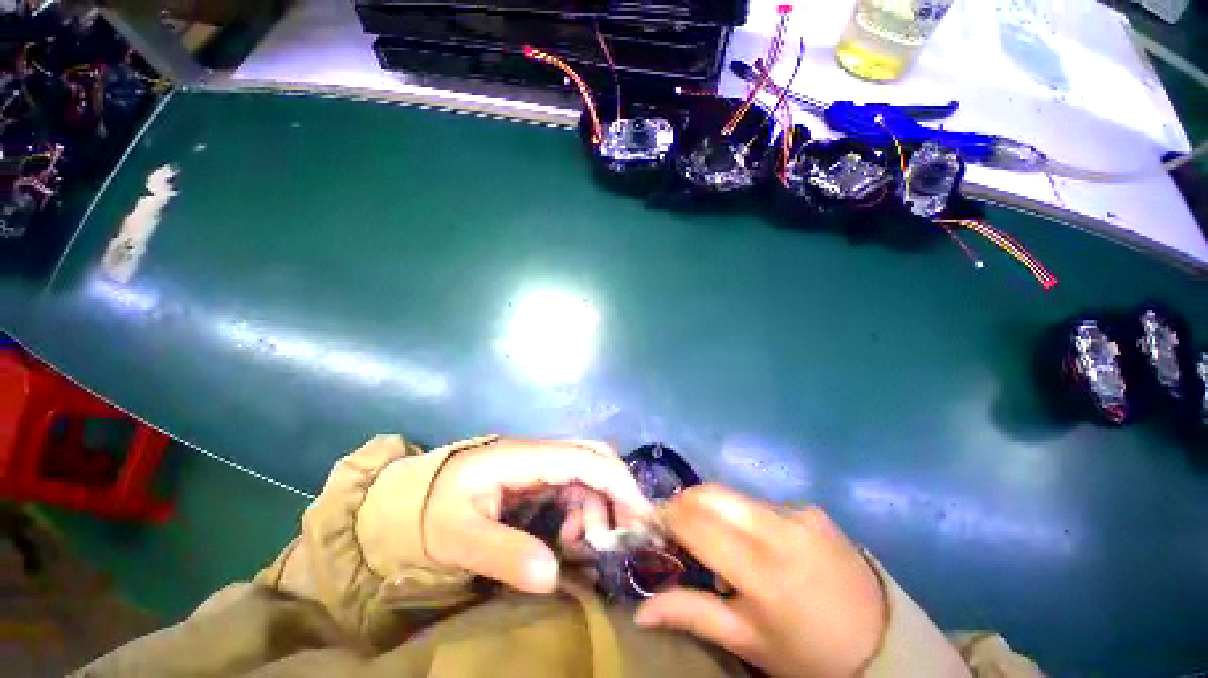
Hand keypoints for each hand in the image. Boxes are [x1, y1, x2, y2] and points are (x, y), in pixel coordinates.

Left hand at [423, 438, 652, 593]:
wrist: (407, 502)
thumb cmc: (430, 513)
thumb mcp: (457, 537)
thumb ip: (503, 553)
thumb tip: (553, 576)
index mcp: (524, 457)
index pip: (583, 459)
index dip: (616, 483)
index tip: (640, 518)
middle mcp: (539, 453)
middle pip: (593, 455)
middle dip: (617, 490)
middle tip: (625, 534)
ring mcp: (539, 465)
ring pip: (588, 473)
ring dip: (599, 505)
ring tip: (587, 545)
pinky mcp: (537, 478)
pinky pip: (575, 487)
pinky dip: (585, 511)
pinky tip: (572, 537)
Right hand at [634, 484, 886, 677]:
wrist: (883, 643)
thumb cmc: (807, 654)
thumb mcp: (747, 641)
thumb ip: (691, 614)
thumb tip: (639, 612)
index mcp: (762, 570)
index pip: (696, 522)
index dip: (667, 516)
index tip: (653, 524)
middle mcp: (779, 529)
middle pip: (711, 494)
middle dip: (684, 503)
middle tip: (676, 527)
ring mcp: (798, 513)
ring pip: (733, 495)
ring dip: (712, 509)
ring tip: (714, 537)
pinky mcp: (810, 508)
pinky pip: (760, 503)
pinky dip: (742, 515)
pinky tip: (754, 542)